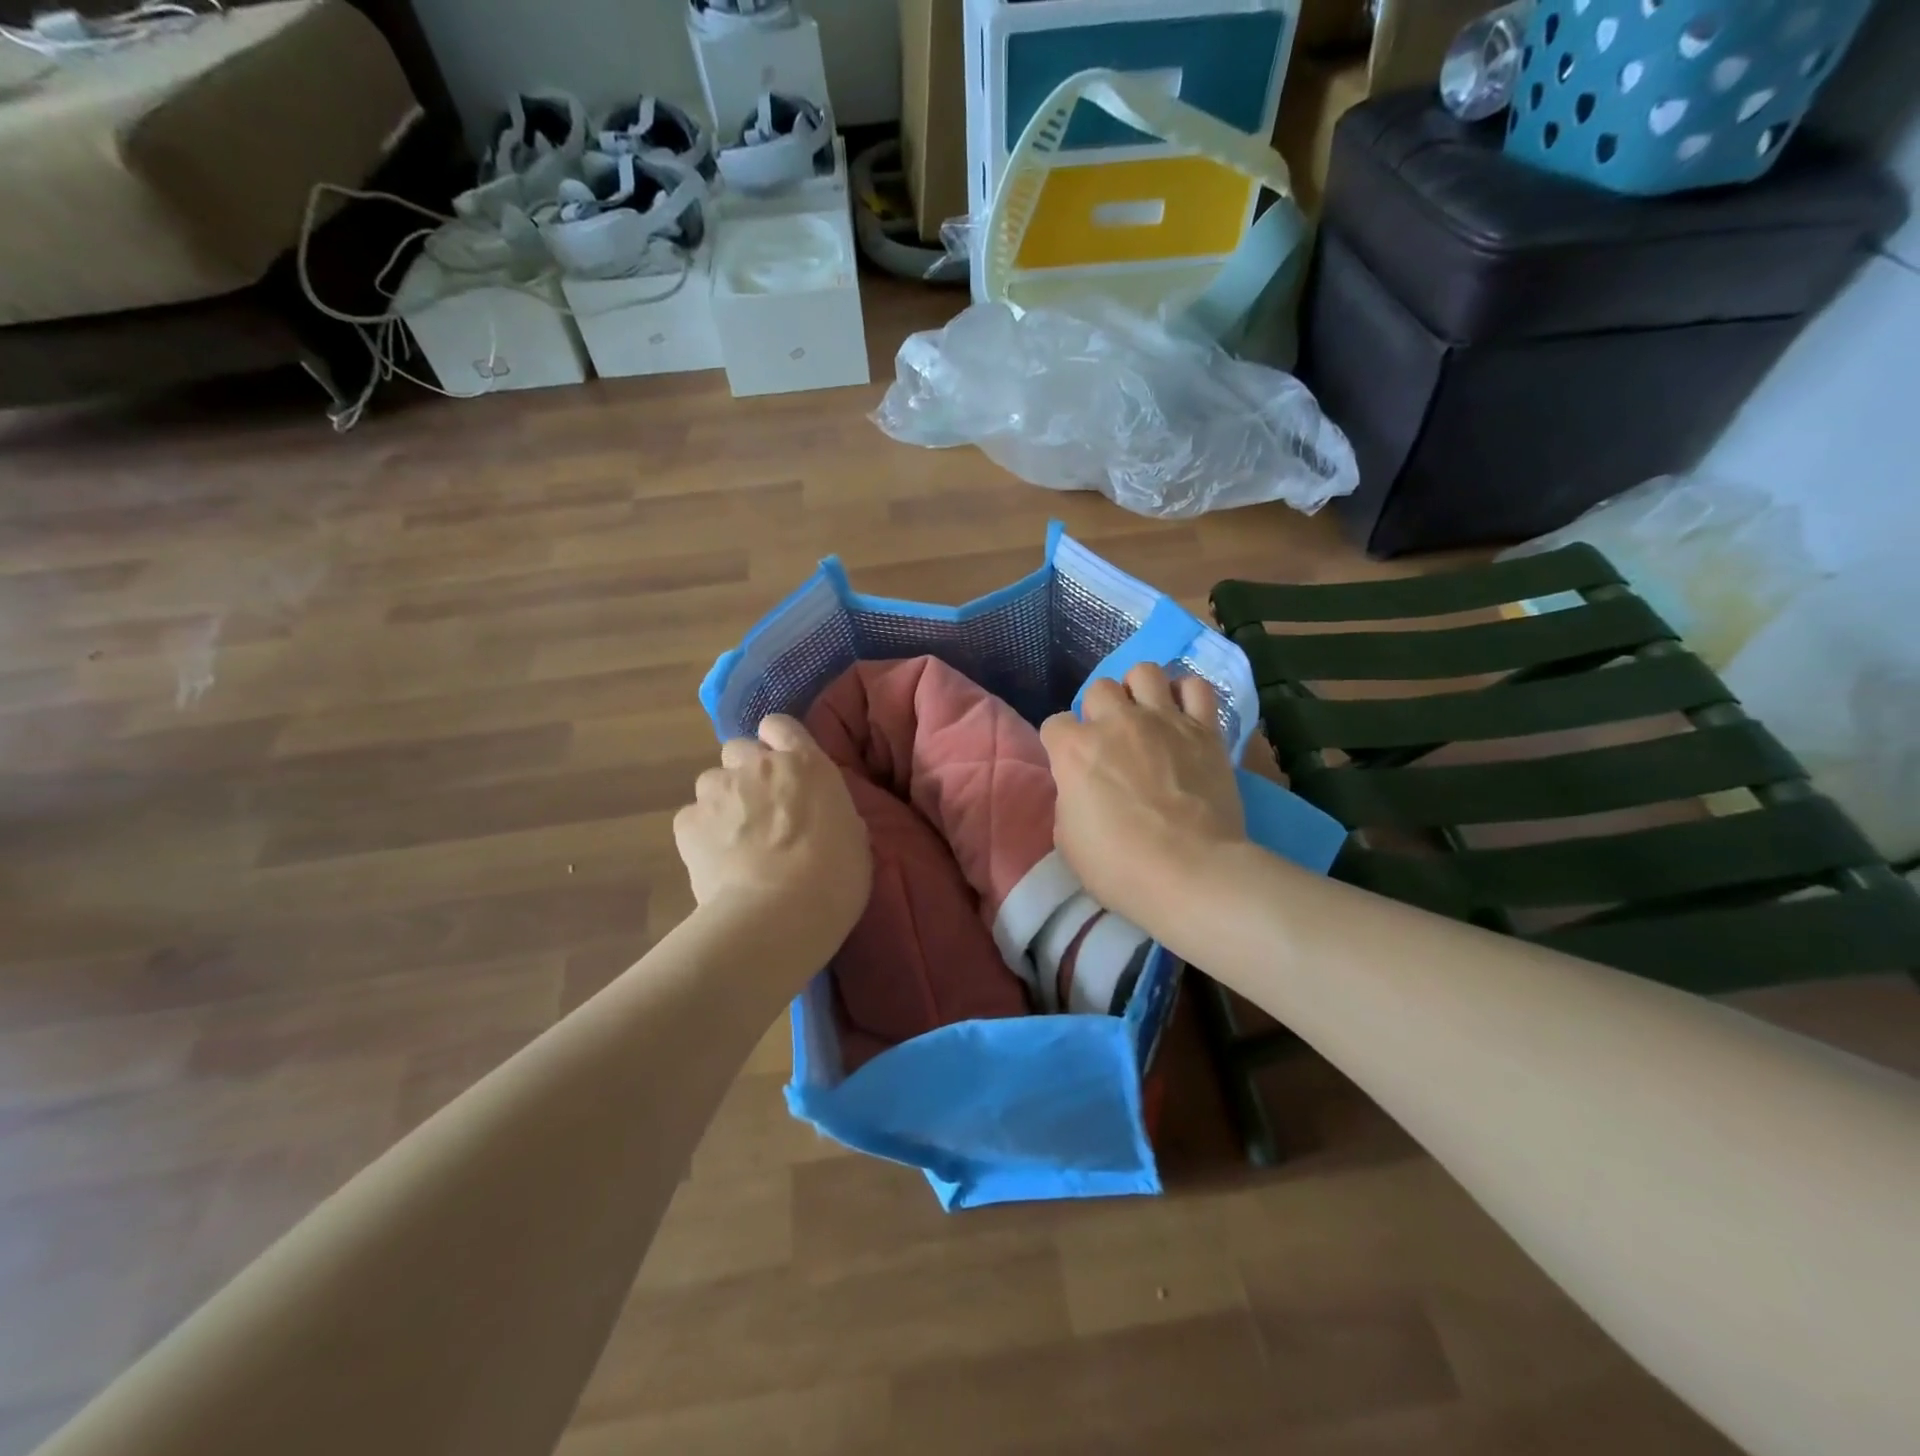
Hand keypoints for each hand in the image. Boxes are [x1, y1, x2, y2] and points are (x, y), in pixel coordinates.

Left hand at [674, 716, 871, 947]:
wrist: (778, 914)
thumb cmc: (834, 878)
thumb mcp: (853, 836)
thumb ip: (829, 810)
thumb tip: (817, 815)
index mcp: (806, 764)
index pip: (781, 725)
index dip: (778, 742)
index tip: (784, 766)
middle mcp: (758, 765)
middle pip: (739, 749)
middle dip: (746, 771)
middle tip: (761, 809)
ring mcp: (718, 791)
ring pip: (712, 782)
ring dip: (723, 802)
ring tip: (735, 841)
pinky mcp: (687, 823)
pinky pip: (692, 818)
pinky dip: (701, 835)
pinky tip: (716, 862)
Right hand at [1041, 664, 1246, 937]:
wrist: (1190, 873)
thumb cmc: (1119, 866)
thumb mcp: (1068, 839)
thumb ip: (1070, 798)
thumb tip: (1081, 787)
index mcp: (1075, 749)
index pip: (1055, 724)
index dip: (1061, 744)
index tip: (1072, 766)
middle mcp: (1116, 722)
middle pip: (1099, 689)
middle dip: (1099, 711)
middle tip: (1111, 741)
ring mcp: (1163, 720)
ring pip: (1144, 672)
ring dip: (1139, 691)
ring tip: (1145, 716)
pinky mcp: (1204, 730)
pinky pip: (1196, 688)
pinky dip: (1186, 695)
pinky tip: (1182, 714)